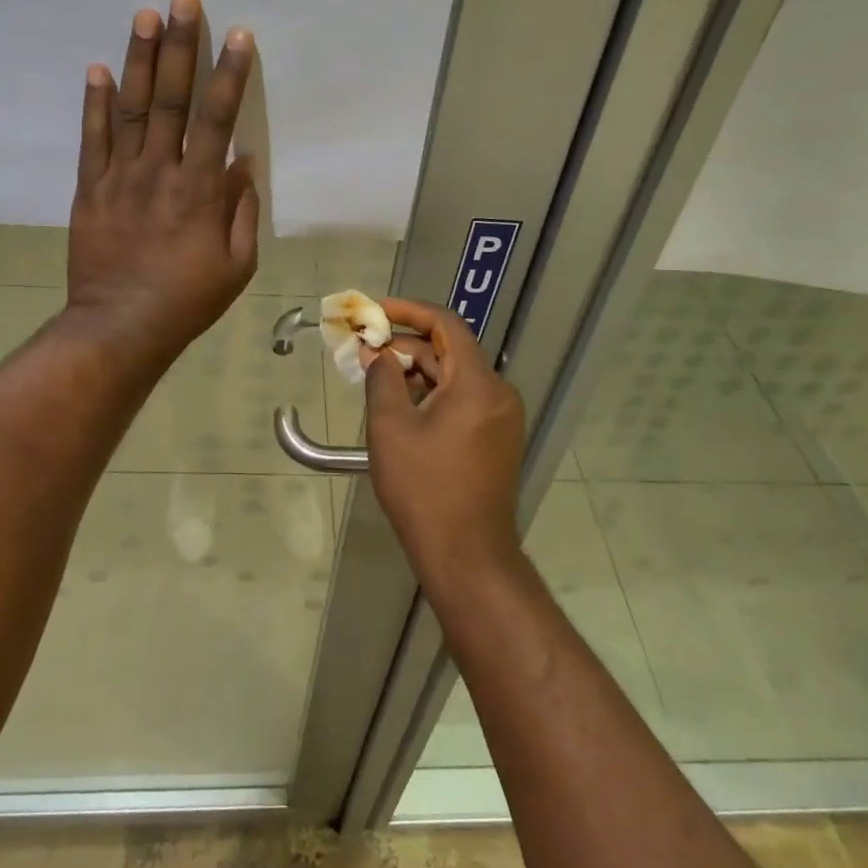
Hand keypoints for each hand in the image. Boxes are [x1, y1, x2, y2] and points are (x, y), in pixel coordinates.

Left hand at [68, 0, 259, 367]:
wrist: (120, 325)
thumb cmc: (188, 299)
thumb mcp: (237, 264)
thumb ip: (242, 210)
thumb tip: (243, 162)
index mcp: (200, 190)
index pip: (217, 120)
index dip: (229, 75)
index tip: (237, 36)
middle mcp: (160, 172)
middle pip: (171, 100)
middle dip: (179, 47)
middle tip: (182, 0)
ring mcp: (120, 177)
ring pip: (131, 108)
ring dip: (138, 60)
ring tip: (143, 15)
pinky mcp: (89, 189)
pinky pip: (92, 139)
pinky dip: (94, 103)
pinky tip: (97, 68)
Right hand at [362, 297, 525, 580]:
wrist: (467, 556)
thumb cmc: (424, 489)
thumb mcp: (391, 428)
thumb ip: (383, 380)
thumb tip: (378, 354)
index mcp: (477, 383)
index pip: (446, 325)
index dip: (409, 311)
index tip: (375, 311)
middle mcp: (498, 393)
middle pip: (450, 352)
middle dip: (406, 348)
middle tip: (365, 352)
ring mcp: (502, 419)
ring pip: (455, 378)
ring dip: (417, 373)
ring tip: (377, 379)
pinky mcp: (497, 440)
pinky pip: (463, 402)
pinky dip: (432, 396)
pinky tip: (402, 408)